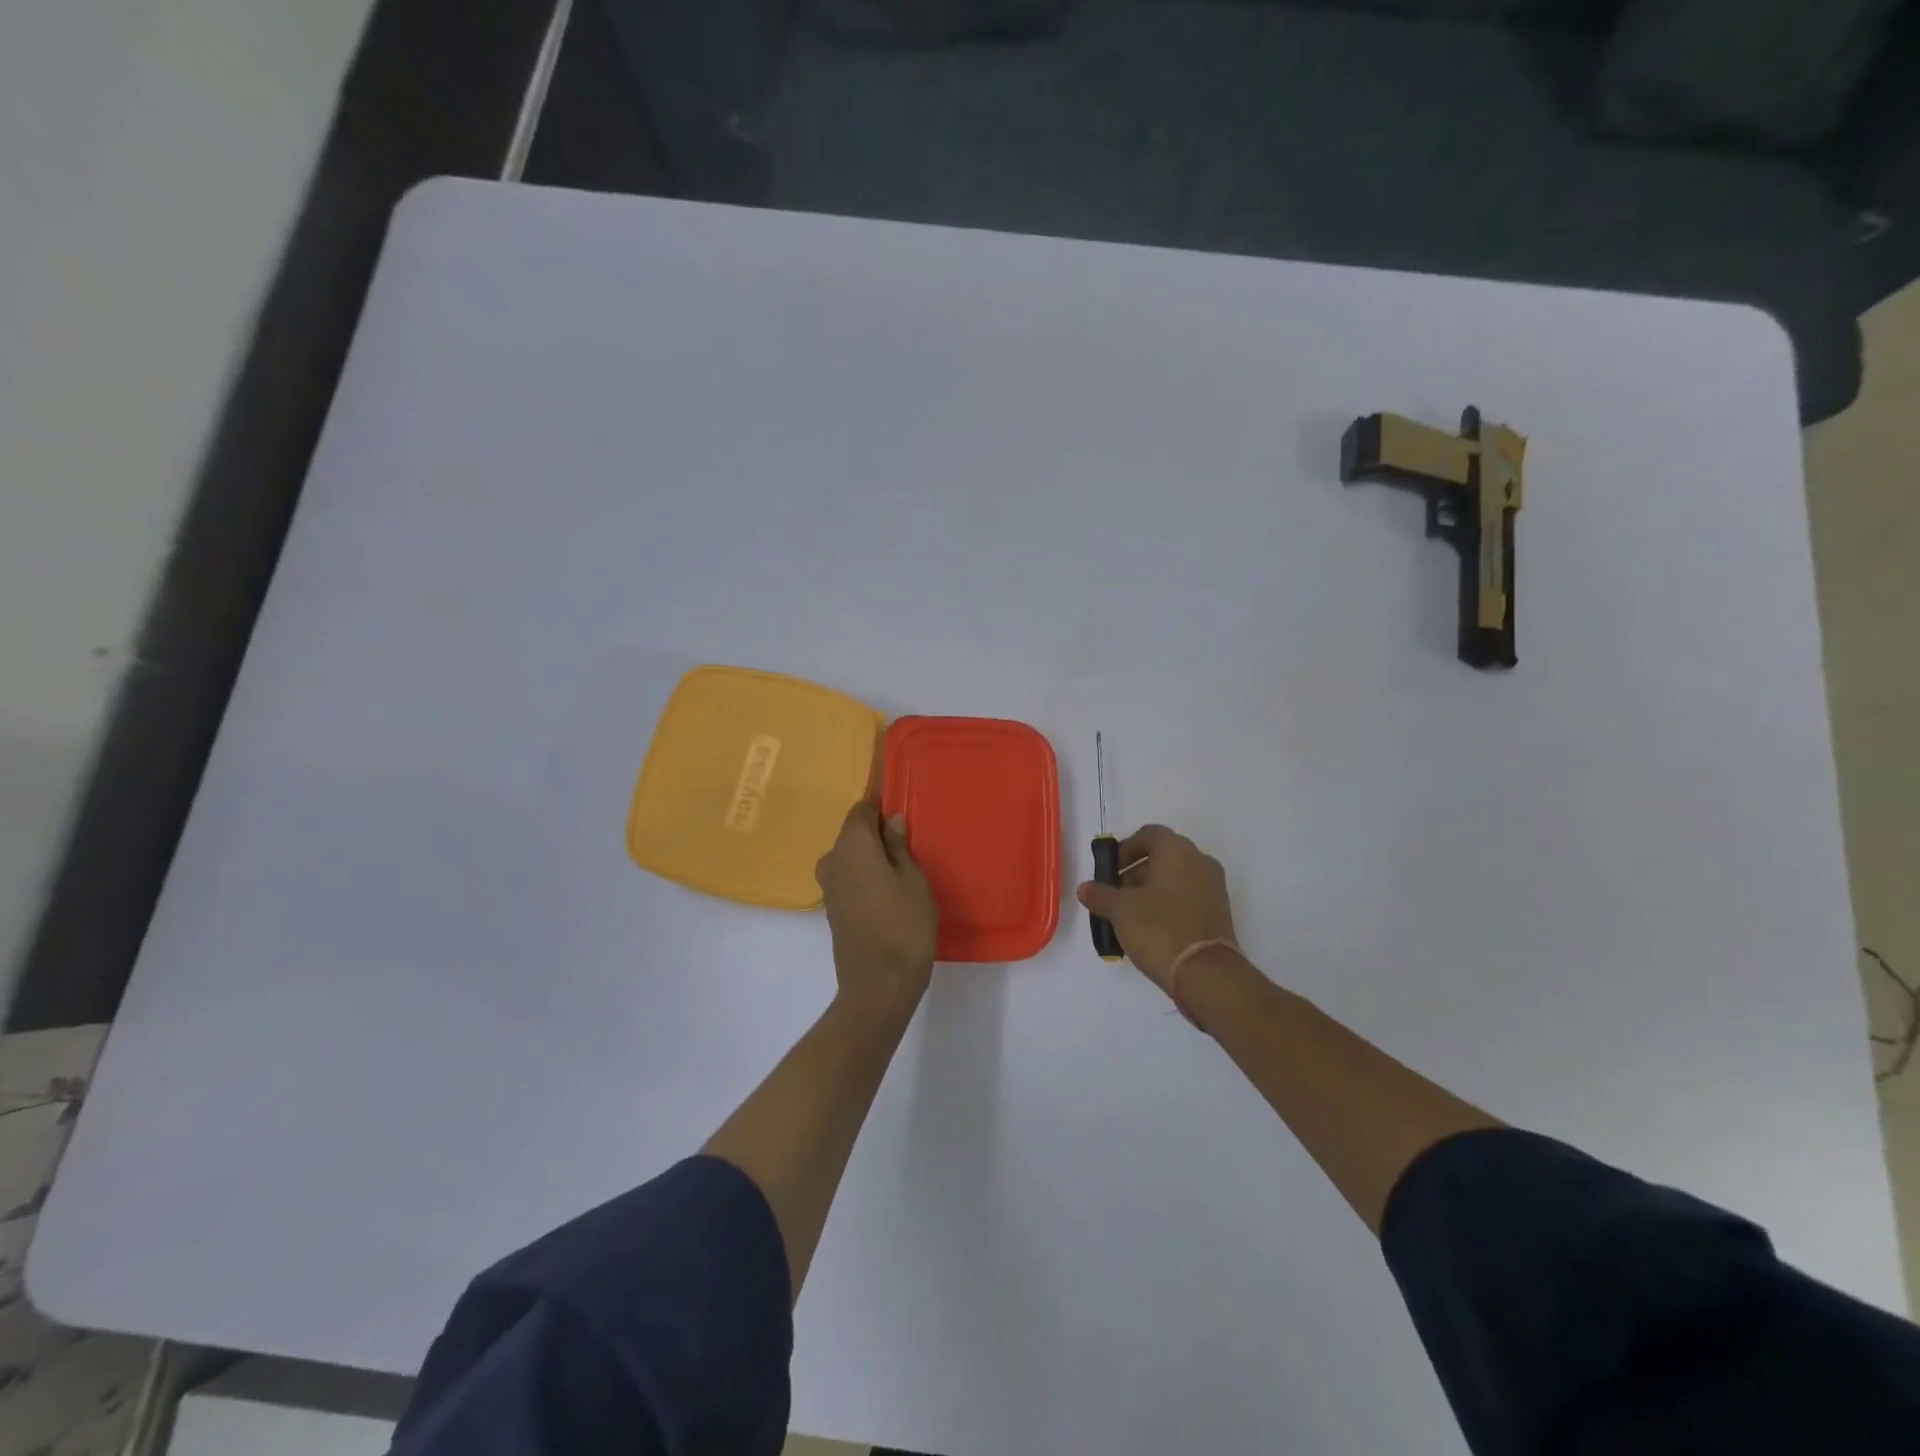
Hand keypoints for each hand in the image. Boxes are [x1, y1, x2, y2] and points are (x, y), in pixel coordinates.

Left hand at [816, 802, 937, 1015]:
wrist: (878, 986)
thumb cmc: (904, 925)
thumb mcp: (913, 880)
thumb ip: (899, 846)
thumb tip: (891, 820)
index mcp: (851, 846)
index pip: (861, 810)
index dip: (879, 801)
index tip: (899, 798)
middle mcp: (832, 860)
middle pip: (854, 833)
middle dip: (878, 829)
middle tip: (910, 834)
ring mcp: (830, 887)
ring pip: (851, 856)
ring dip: (872, 853)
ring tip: (905, 861)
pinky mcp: (834, 908)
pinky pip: (850, 877)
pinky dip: (867, 874)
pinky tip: (890, 885)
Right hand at [1077, 825, 1236, 992]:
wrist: (1206, 974)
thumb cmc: (1159, 928)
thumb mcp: (1120, 910)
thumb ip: (1100, 894)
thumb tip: (1085, 888)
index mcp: (1177, 850)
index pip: (1149, 834)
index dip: (1125, 849)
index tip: (1109, 871)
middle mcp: (1200, 862)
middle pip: (1162, 857)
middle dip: (1135, 873)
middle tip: (1115, 896)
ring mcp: (1214, 888)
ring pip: (1175, 879)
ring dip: (1150, 891)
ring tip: (1129, 917)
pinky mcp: (1219, 913)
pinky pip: (1187, 899)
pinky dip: (1168, 906)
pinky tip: (1150, 930)